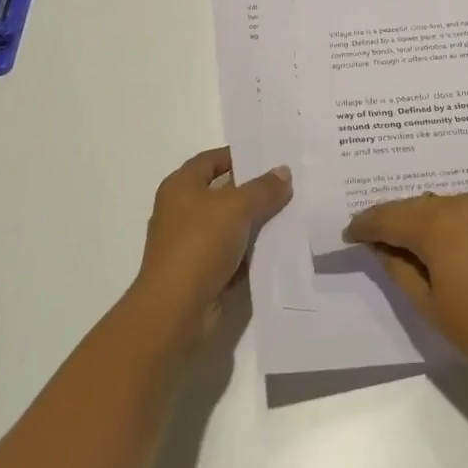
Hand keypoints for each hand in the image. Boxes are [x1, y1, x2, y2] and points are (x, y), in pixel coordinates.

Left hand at [133, 147, 291, 339]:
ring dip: (256, 221)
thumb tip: (283, 173)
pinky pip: (233, 253)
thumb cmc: (199, 245)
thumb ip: (263, 188)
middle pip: (223, 192)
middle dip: (254, 189)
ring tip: (292, 211)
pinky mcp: (202, 272)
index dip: (239, 155)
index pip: (212, 160)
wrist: (175, 312)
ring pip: (231, 224)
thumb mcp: (237, 207)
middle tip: (288, 183)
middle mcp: (182, 211)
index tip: (270, 156)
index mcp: (181, 187)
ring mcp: (191, 244)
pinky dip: (252, 250)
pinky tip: (279, 245)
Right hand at [343, 193, 467, 395]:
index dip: (366, 225)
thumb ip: (399, 268)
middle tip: (369, 237)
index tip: (348, 234)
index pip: (389, 217)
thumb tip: (381, 247)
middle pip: (414, 206)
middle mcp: (461, 204)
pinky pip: (462, 211)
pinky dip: (444, 221)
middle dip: (391, 220)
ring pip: (439, 206)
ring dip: (419, 220)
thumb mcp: (429, 304)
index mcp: (437, 224)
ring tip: (401, 241)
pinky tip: (438, 241)